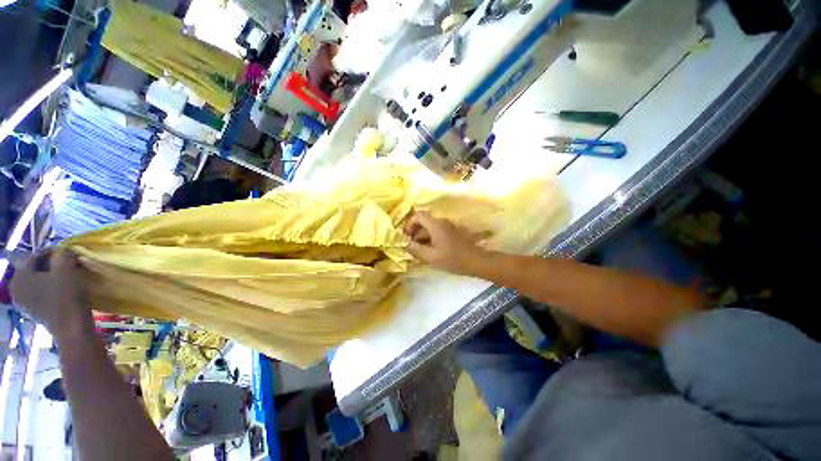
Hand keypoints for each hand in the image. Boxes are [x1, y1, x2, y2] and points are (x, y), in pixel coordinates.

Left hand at [11, 251, 92, 339]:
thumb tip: (64, 251)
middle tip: (64, 266)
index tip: (66, 253)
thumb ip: (63, 256)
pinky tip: (59, 292)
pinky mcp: (31, 312)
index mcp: (20, 275)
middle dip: (47, 267)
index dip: (51, 253)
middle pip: (33, 271)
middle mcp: (15, 288)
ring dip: (48, 279)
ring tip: (63, 278)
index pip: (35, 256)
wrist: (71, 327)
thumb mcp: (67, 269)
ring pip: (35, 283)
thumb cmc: (66, 295)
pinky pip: (38, 295)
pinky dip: (47, 291)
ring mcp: (22, 303)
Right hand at [403, 211, 489, 274]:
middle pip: (423, 222)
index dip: (409, 224)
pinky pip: (437, 233)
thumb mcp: (431, 257)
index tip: (407, 237)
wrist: (476, 261)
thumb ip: (415, 249)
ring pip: (430, 229)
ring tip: (420, 253)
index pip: (418, 215)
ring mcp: (448, 227)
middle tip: (411, 248)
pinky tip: (430, 253)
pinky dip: (430, 240)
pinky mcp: (452, 233)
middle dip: (415, 234)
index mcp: (435, 225)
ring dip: (422, 238)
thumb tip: (404, 244)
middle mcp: (442, 222)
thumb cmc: (453, 259)